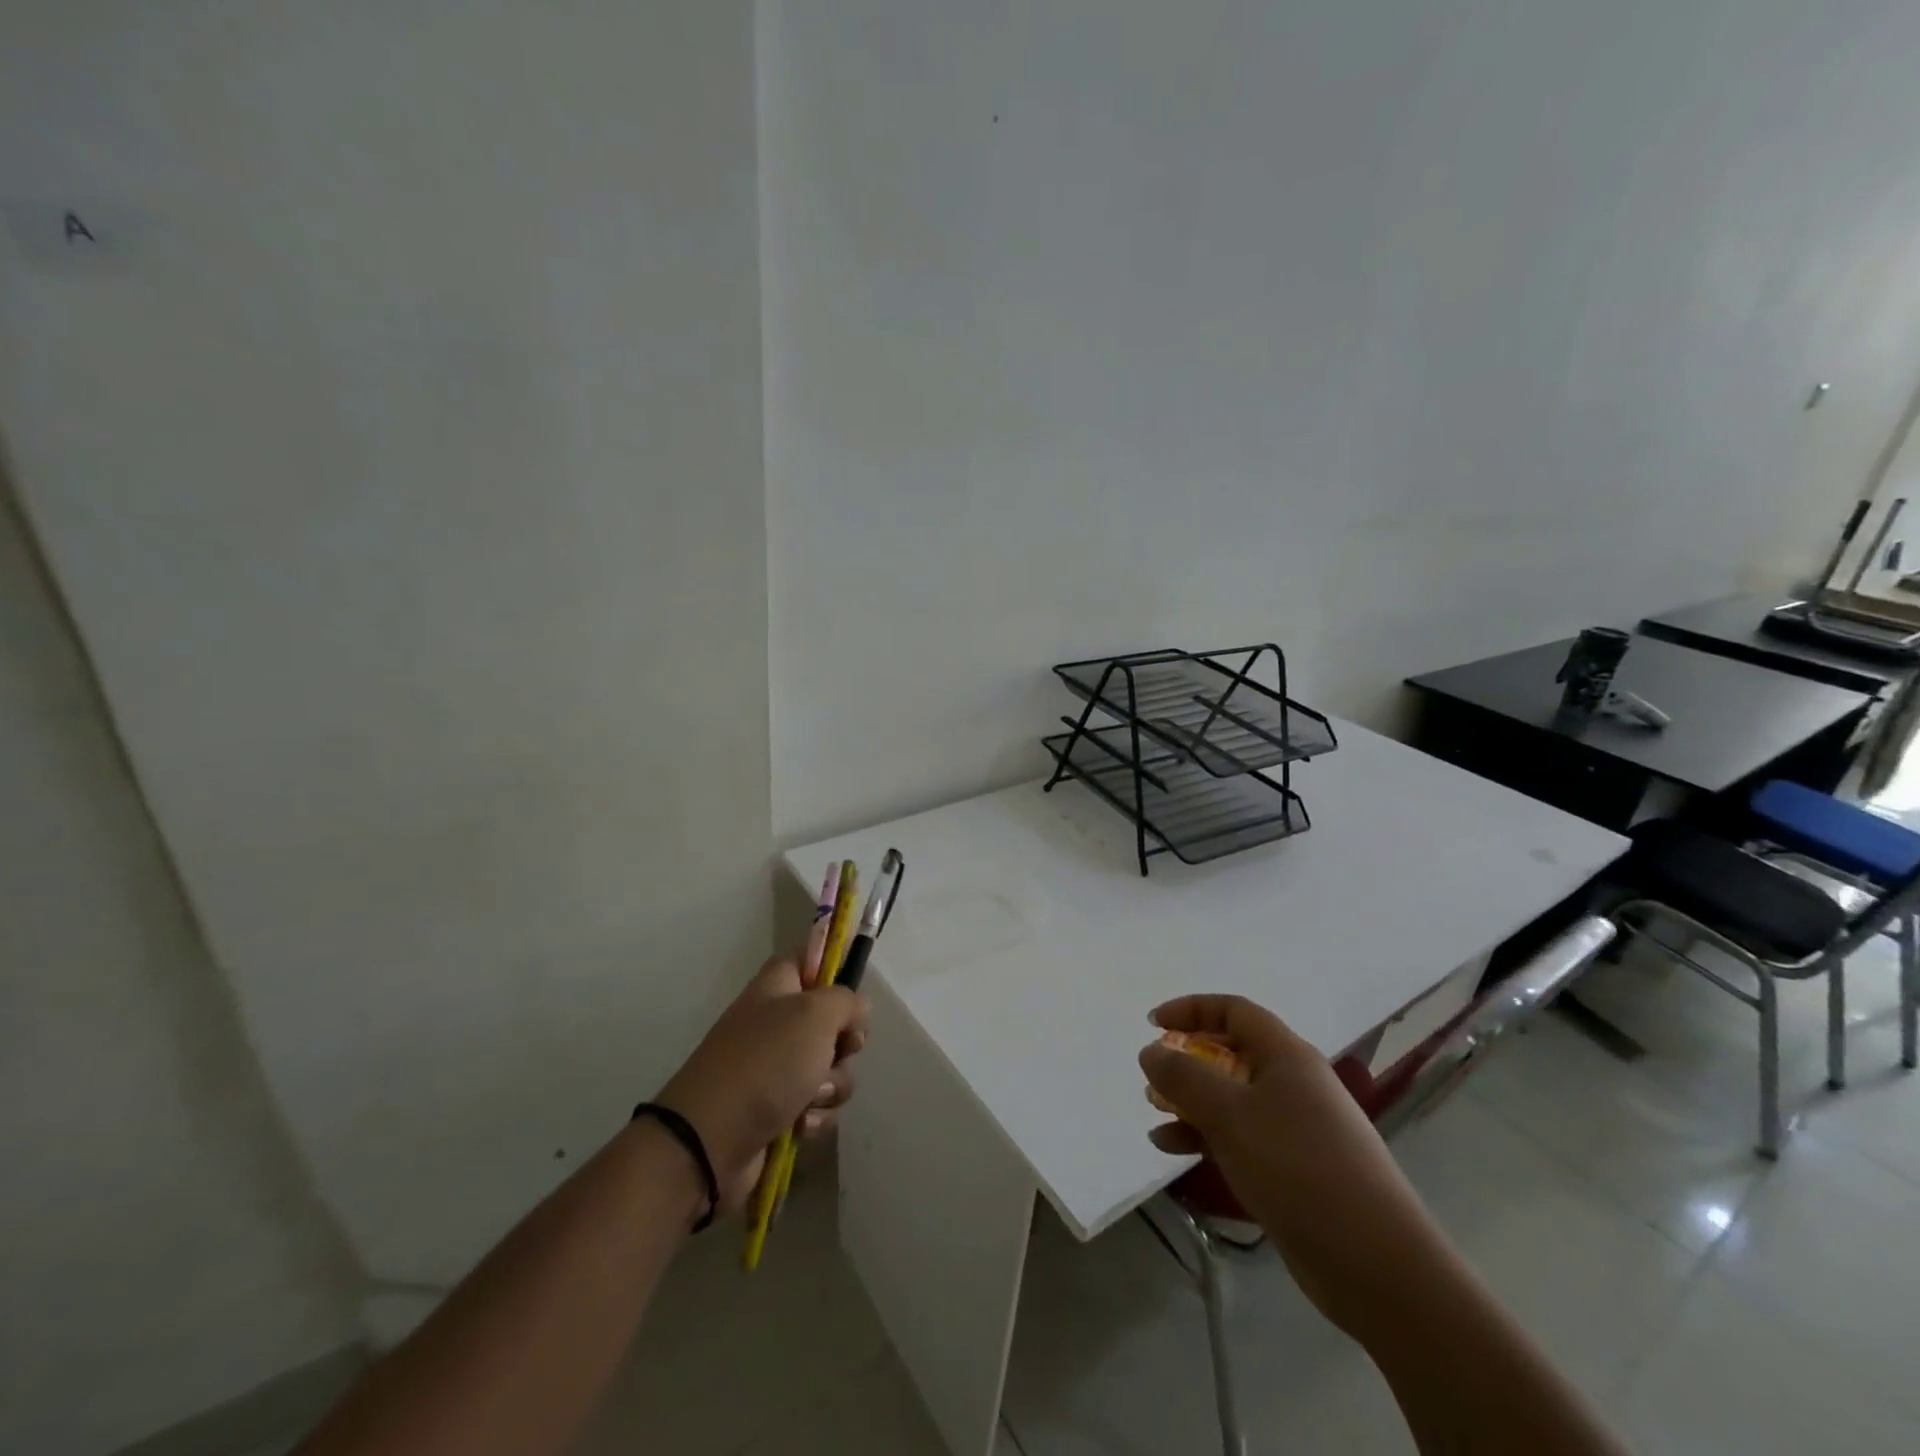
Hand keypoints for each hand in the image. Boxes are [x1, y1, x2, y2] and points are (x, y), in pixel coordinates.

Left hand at [658, 955, 867, 1213]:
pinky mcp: (779, 1109)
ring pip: (831, 1066)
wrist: (710, 1140)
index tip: (855, 986)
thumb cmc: (766, 1062)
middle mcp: (777, 1021)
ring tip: (810, 1097)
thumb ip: (847, 1000)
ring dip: (831, 1084)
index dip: (836, 964)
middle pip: (832, 1018)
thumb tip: (857, 1010)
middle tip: (841, 1049)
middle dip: (846, 1041)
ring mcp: (777, 1067)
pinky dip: (816, 1115)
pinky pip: (818, 1103)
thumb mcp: (816, 1014)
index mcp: (778, 986)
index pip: (811, 956)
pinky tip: (800, 1124)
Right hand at [1140, 995, 1449, 1337]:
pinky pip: (1240, 1137)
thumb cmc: (1297, 1167)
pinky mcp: (1295, 1170)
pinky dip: (1205, 1138)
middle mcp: (1294, 1083)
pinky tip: (1172, 1152)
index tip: (1153, 1024)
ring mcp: (1297, 1128)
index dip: (1191, 1009)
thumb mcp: (1229, 1114)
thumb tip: (1152, 1050)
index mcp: (1287, 1055)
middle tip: (1154, 1078)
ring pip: (1233, 1099)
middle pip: (1232, 1053)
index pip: (1234, 1010)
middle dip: (1188, 1060)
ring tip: (1155, 1118)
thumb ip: (1183, 1077)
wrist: (1375, 1263)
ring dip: (1191, 1103)